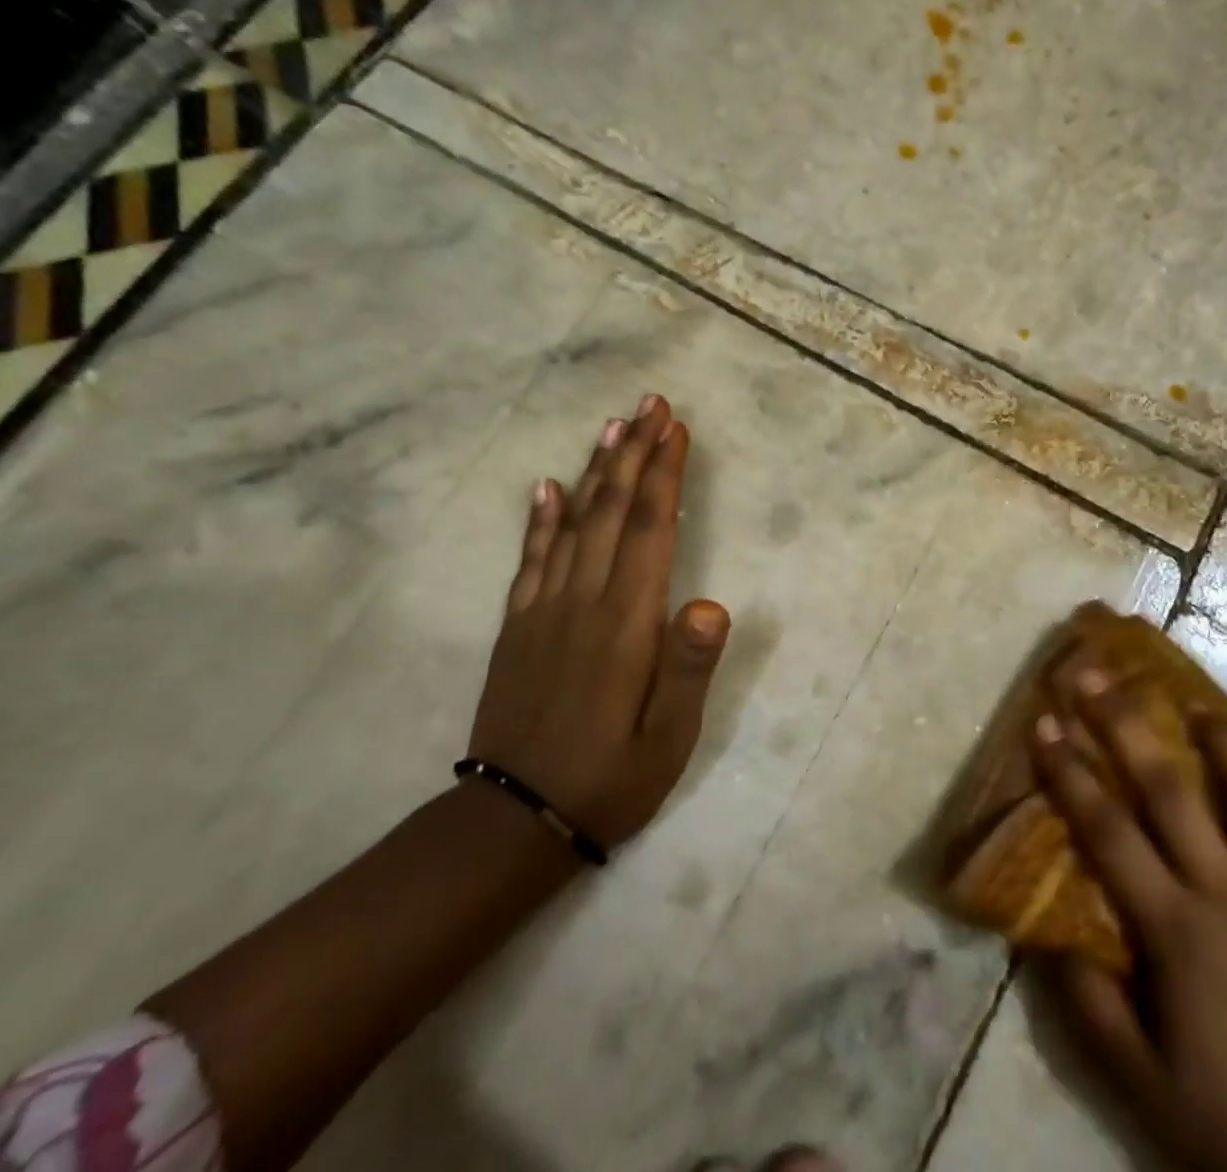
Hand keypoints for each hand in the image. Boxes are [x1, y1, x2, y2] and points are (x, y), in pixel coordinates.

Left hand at [469, 395, 729, 852]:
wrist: (513, 822)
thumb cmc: (611, 778)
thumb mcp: (670, 737)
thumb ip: (689, 666)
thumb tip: (712, 601)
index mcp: (626, 622)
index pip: (649, 529)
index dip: (664, 474)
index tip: (675, 428)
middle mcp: (583, 601)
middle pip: (611, 511)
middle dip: (634, 453)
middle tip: (650, 404)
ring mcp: (544, 610)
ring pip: (574, 523)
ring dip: (596, 470)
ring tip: (613, 427)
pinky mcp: (519, 626)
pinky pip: (531, 559)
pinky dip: (542, 518)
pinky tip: (548, 487)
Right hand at [1030, 667, 1226, 1171]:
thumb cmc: (1225, 1123)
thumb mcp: (1135, 1080)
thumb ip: (1088, 1002)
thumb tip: (1049, 936)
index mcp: (1177, 929)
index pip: (1108, 830)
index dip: (1070, 772)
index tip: (1045, 721)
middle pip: (1172, 790)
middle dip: (1127, 724)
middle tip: (1099, 675)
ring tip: (1202, 706)